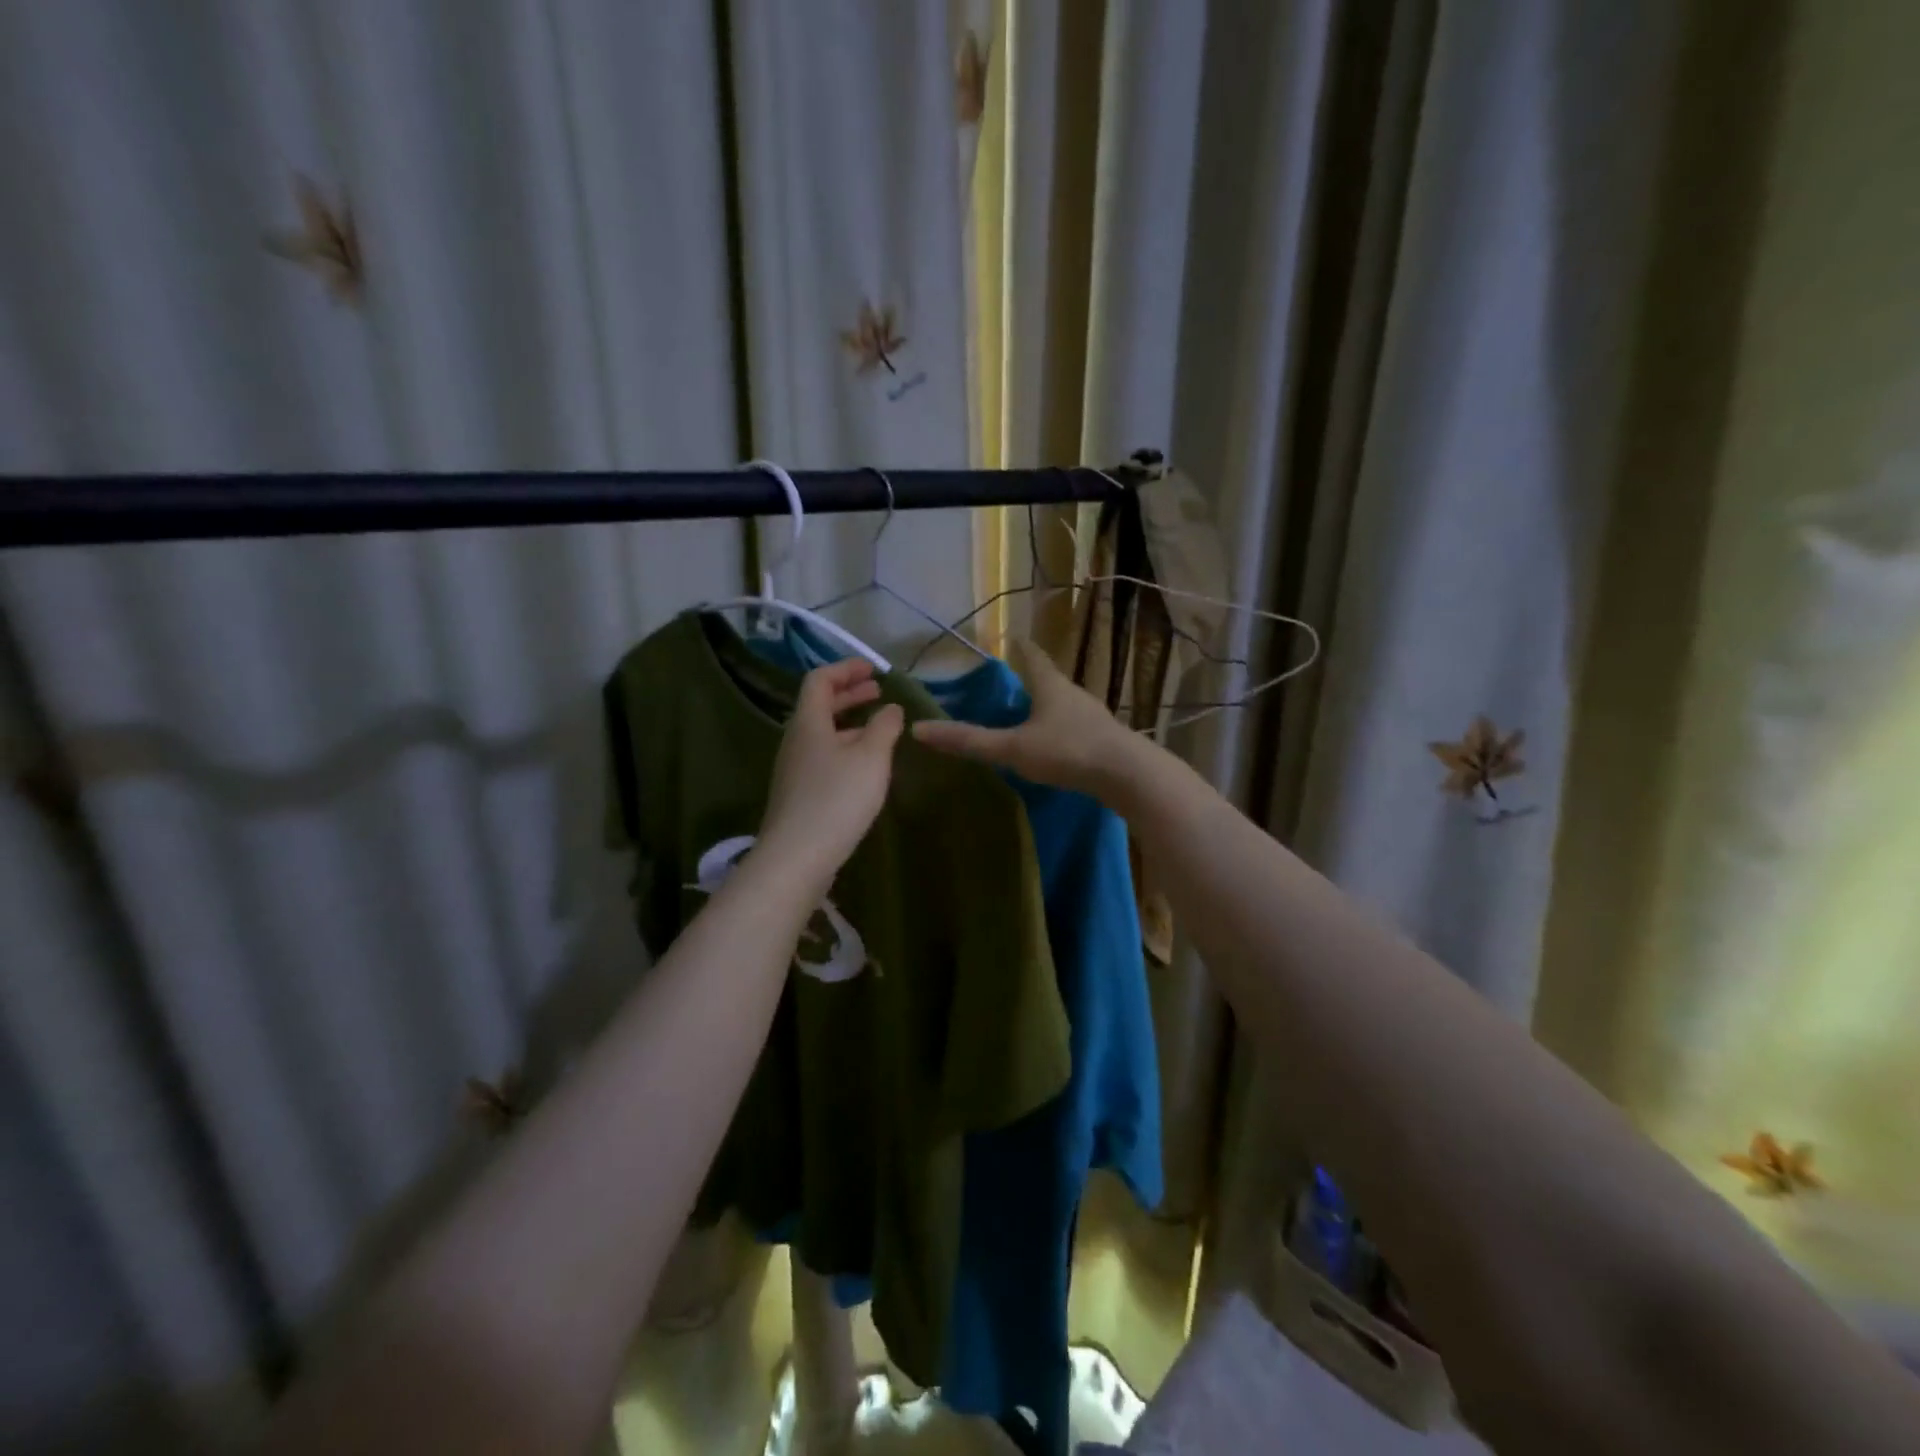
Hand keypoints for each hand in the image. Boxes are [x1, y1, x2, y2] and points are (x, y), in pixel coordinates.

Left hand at [759, 658, 904, 886]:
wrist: (797, 857)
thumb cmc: (837, 798)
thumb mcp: (871, 757)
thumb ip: (884, 727)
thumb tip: (891, 708)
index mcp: (808, 722)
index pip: (820, 680)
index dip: (845, 669)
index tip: (873, 670)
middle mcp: (796, 741)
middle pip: (819, 706)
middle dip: (849, 694)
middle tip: (877, 691)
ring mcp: (795, 770)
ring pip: (822, 734)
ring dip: (849, 724)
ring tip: (879, 729)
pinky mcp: (799, 795)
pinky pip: (823, 758)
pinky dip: (845, 748)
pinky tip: (865, 767)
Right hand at [910, 637, 1146, 797]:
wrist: (1128, 775)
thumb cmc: (1067, 752)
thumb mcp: (1013, 748)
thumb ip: (969, 741)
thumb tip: (919, 730)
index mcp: (1050, 686)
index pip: (1032, 656)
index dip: (1019, 647)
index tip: (1012, 637)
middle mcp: (1074, 694)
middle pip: (1050, 679)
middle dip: (1032, 679)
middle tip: (1012, 682)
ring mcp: (1094, 716)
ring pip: (1065, 704)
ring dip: (1048, 705)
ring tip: (1030, 714)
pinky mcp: (1106, 739)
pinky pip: (1077, 726)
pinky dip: (1062, 728)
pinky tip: (1056, 744)